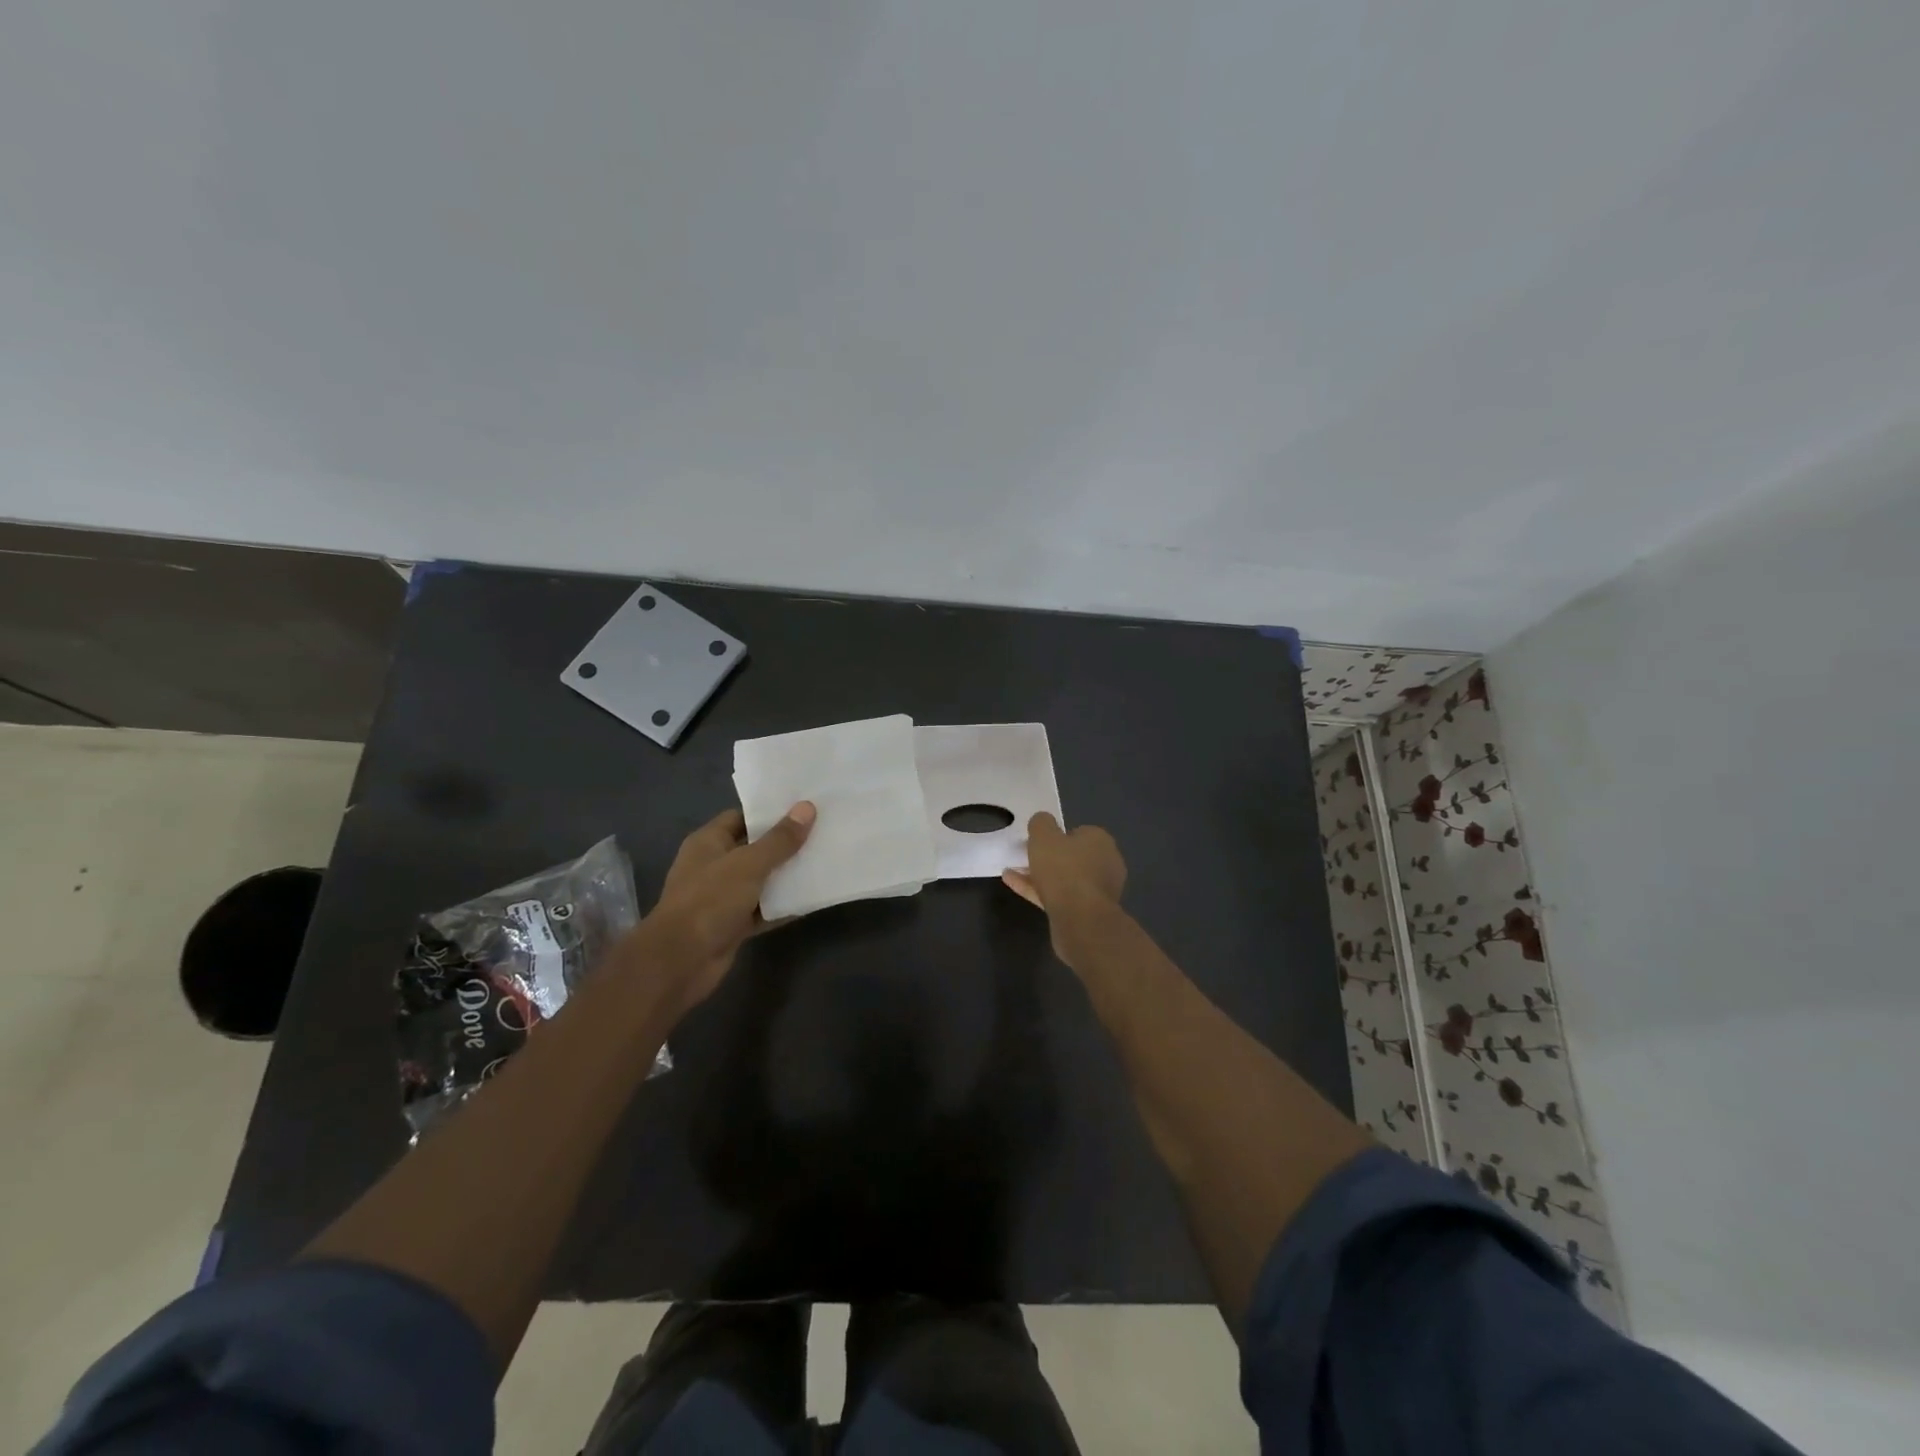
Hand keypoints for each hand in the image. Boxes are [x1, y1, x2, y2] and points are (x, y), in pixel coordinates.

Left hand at [638, 802, 814, 1012]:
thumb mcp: (749, 864)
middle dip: (785, 843)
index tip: (803, 807)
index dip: (769, 812)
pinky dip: (783, 906)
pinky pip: (764, 910)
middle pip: (754, 848)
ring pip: (761, 881)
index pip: (741, 817)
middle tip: (821, 831)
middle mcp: (714, 866)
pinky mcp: (733, 925)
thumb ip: (779, 839)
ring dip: (787, 876)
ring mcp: (723, 897)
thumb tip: (807, 807)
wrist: (681, 961)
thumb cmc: (710, 900)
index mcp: (708, 842)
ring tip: (823, 860)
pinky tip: (812, 898)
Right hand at [1002, 812, 1126, 963]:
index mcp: (1101, 841)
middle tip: (1026, 856)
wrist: (1080, 919)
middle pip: (1073, 856)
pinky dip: (1038, 890)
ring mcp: (1098, 890)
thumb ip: (1041, 823)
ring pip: (1064, 878)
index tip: (1039, 841)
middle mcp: (1105, 864)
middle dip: (1049, 857)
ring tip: (1013, 871)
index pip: (1079, 832)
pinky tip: (1014, 885)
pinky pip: (1059, 896)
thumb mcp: (1044, 836)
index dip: (1058, 835)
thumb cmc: (1064, 870)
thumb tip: (1042, 820)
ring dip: (1040, 875)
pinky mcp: (1087, 912)